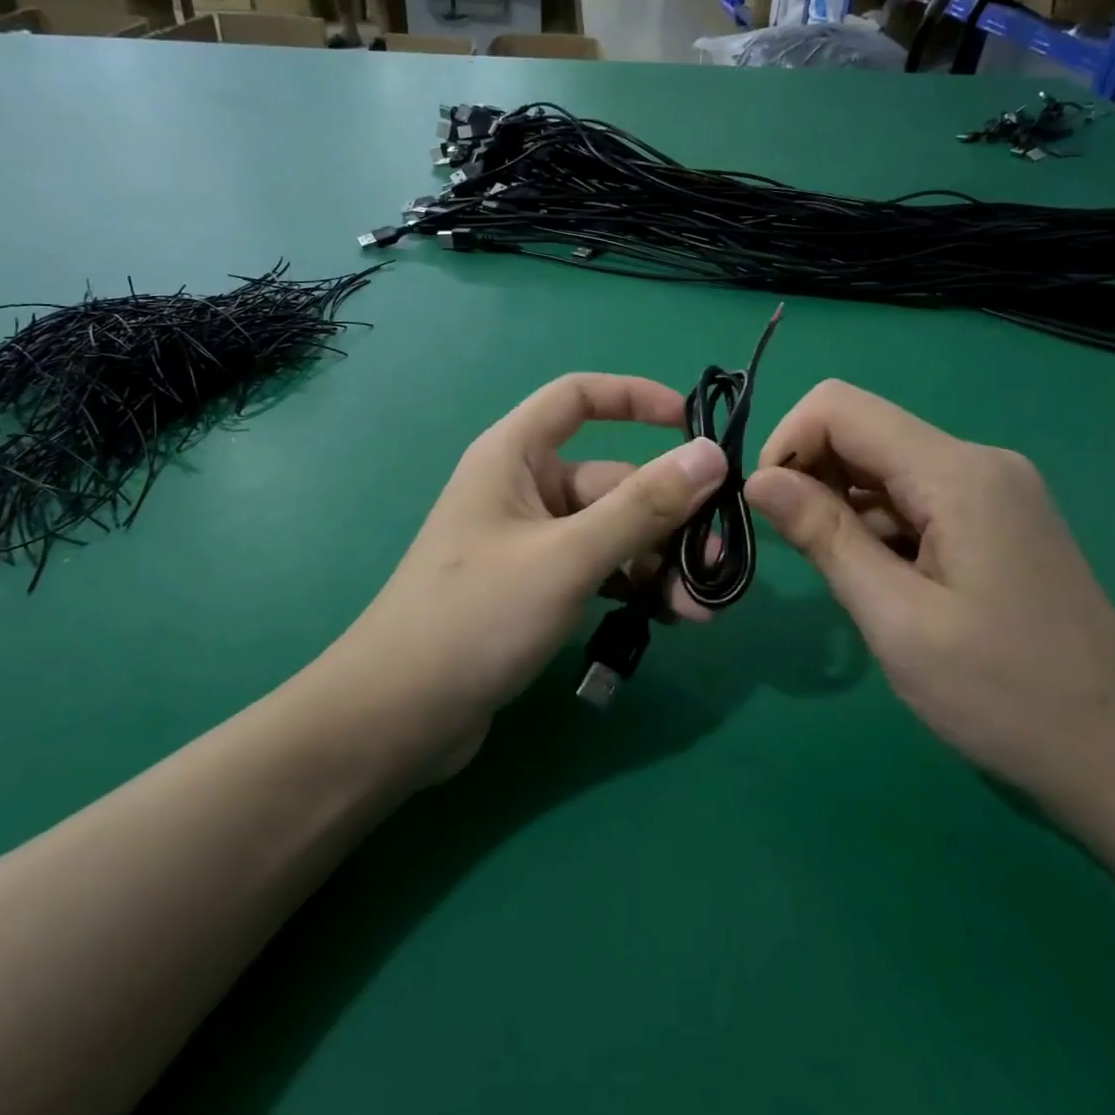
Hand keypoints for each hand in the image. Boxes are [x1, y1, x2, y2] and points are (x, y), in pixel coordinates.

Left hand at [343, 374, 726, 761]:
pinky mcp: (534, 589)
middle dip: (668, 519)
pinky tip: (664, 620)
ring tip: (697, 611)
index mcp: (514, 456)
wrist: (398, 717)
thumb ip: (642, 507)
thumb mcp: (568, 557)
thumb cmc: (475, 616)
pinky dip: (631, 587)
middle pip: (611, 481)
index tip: (693, 426)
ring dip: (658, 563)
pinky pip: (597, 570)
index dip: (636, 398)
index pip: (578, 398)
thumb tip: (711, 454)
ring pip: (611, 533)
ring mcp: (529, 543)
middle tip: (717, 564)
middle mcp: (522, 490)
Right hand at [745, 380, 1114, 806]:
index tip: (770, 511)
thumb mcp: (896, 620)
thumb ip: (824, 536)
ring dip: (843, 507)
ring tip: (851, 582)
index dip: (787, 444)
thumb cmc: (1005, 696)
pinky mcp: (996, 519)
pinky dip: (878, 525)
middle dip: (811, 477)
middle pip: (862, 430)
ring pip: (883, 467)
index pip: (839, 408)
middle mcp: (977, 462)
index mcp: (957, 473)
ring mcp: (993, 489)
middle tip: (802, 553)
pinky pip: (913, 497)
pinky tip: (887, 583)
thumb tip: (757, 479)